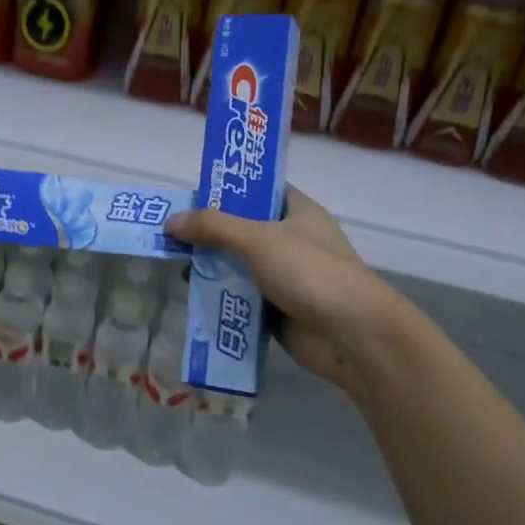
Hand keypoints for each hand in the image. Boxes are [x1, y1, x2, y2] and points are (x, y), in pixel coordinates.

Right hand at [166, 188, 404, 398]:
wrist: (352, 335)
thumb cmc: (310, 272)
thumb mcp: (257, 239)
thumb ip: (214, 227)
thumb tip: (171, 221)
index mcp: (298, 212)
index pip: (260, 191)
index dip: (228, 190)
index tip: (192, 196)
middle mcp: (292, 240)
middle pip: (243, 230)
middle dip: (210, 233)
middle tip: (172, 234)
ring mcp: (287, 277)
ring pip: (240, 266)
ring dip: (212, 268)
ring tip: (174, 266)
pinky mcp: (279, 310)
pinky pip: (242, 299)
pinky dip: (222, 299)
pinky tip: (193, 298)